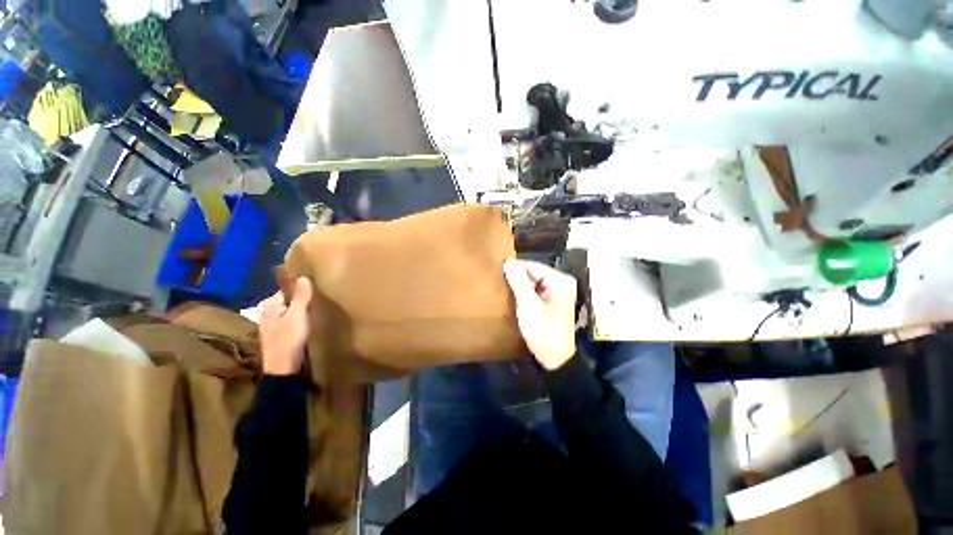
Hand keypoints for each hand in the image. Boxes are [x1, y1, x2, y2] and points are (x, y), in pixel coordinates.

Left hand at [258, 277, 312, 375]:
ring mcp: (272, 324)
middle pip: (289, 300)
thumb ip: (300, 296)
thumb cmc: (288, 339)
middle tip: (318, 301)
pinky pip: (292, 319)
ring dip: (302, 310)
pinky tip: (309, 322)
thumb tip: (303, 277)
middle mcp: (267, 312)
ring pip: (291, 310)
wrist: (283, 368)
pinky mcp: (279, 333)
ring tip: (316, 310)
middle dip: (302, 300)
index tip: (316, 292)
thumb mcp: (297, 315)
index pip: (287, 290)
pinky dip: (300, 319)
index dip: (302, 290)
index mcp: (268, 305)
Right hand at [503, 258, 576, 369]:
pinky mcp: (552, 302)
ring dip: (519, 286)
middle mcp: (561, 283)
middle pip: (534, 273)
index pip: (533, 265)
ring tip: (502, 287)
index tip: (496, 270)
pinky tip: (513, 297)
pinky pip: (535, 291)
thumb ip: (519, 281)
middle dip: (517, 277)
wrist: (556, 359)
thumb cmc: (543, 330)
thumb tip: (508, 261)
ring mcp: (558, 293)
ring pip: (533, 282)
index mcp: (560, 280)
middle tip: (498, 281)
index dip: (515, 268)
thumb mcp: (529, 305)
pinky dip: (524, 293)